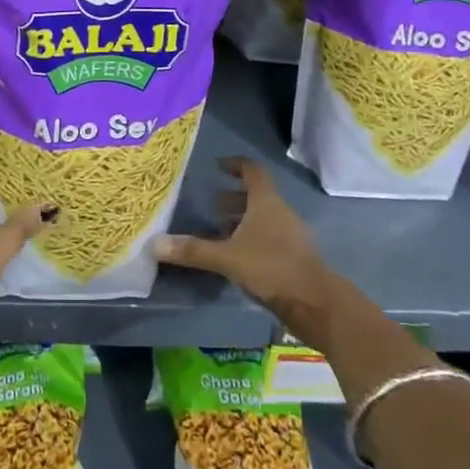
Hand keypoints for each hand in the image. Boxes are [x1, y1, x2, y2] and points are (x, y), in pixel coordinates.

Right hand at [154, 157, 339, 333]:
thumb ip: (192, 250)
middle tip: (211, 205)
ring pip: (264, 218)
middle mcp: (280, 212)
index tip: (217, 166)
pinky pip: (271, 237)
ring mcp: (292, 234)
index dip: (234, 165)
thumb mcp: (227, 258)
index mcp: (266, 202)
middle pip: (257, 195)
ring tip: (220, 231)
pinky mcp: (296, 256)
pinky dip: (253, 239)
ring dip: (243, 220)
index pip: (252, 170)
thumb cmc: (271, 268)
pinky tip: (238, 257)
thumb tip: (154, 244)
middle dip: (233, 198)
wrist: (316, 303)